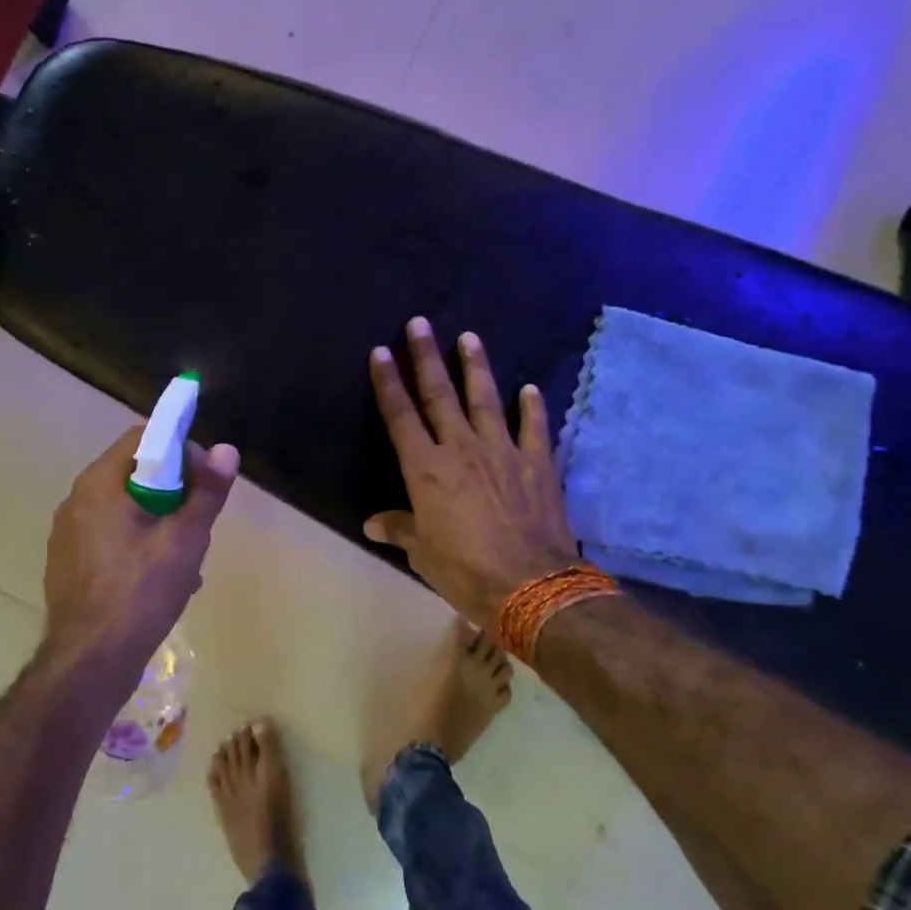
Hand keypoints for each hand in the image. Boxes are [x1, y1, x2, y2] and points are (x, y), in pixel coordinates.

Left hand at [42, 427, 241, 685]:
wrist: (90, 661)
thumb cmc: (141, 593)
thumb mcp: (185, 540)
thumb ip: (207, 492)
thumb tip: (226, 449)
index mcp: (99, 484)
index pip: (143, 438)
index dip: (181, 450)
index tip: (204, 480)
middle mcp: (76, 501)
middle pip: (135, 475)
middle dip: (174, 492)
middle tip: (198, 522)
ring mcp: (68, 535)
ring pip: (125, 509)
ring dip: (159, 522)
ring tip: (186, 559)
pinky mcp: (68, 564)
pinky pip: (110, 538)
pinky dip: (138, 545)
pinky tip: (160, 580)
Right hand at [365, 318, 578, 629]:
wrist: (531, 586)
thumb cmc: (464, 571)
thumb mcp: (422, 553)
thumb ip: (400, 529)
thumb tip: (372, 523)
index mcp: (426, 469)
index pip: (400, 417)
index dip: (388, 383)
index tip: (381, 352)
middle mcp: (461, 449)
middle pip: (439, 395)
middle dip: (427, 357)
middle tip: (420, 323)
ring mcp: (503, 452)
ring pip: (485, 400)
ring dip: (475, 367)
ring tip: (469, 337)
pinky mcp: (537, 464)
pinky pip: (533, 427)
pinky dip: (532, 406)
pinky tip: (529, 387)